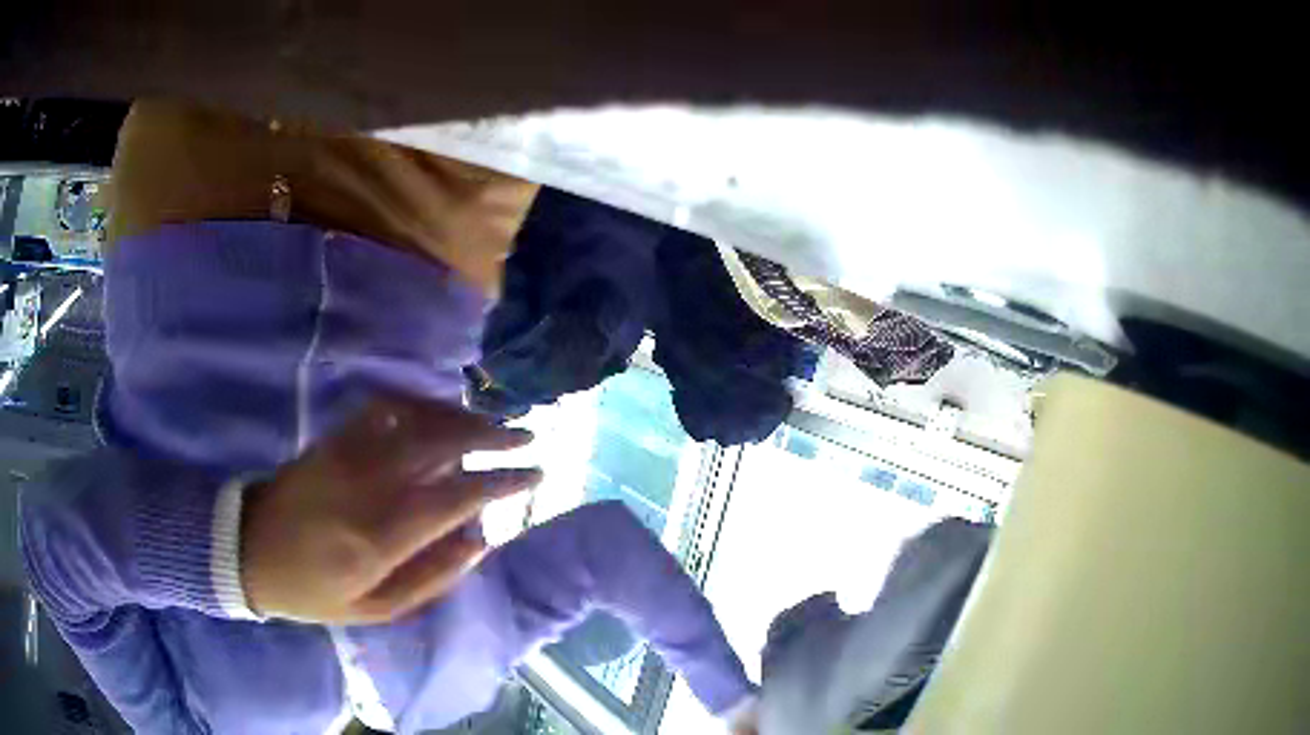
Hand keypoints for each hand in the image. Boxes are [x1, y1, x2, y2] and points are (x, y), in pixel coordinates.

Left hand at [240, 397, 540, 623]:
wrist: (249, 551)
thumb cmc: (313, 590)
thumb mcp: (375, 610)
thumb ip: (431, 578)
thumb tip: (479, 540)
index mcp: (380, 537)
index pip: (455, 497)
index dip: (501, 482)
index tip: (535, 474)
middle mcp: (368, 486)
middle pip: (440, 444)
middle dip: (492, 435)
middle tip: (527, 436)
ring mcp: (348, 453)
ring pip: (416, 417)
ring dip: (461, 415)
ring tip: (491, 423)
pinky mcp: (333, 437)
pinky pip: (384, 407)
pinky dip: (420, 404)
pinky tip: (438, 412)